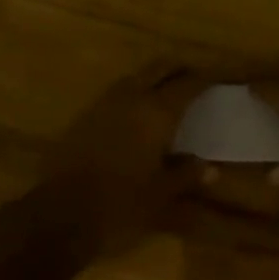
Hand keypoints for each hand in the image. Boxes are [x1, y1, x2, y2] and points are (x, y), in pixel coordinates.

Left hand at [43, 61, 210, 251]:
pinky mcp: (86, 114)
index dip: (205, 77)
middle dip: (179, 67)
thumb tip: (210, 167)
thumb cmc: (120, 204)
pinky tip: (138, 109)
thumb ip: (186, 175)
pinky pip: (119, 91)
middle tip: (195, 75)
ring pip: (137, 76)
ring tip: (169, 88)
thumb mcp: (160, 195)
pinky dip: (135, 91)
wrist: (60, 212)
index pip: (187, 84)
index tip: (218, 76)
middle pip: (160, 68)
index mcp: (156, 112)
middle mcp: (133, 97)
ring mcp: (106, 103)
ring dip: (155, 76)